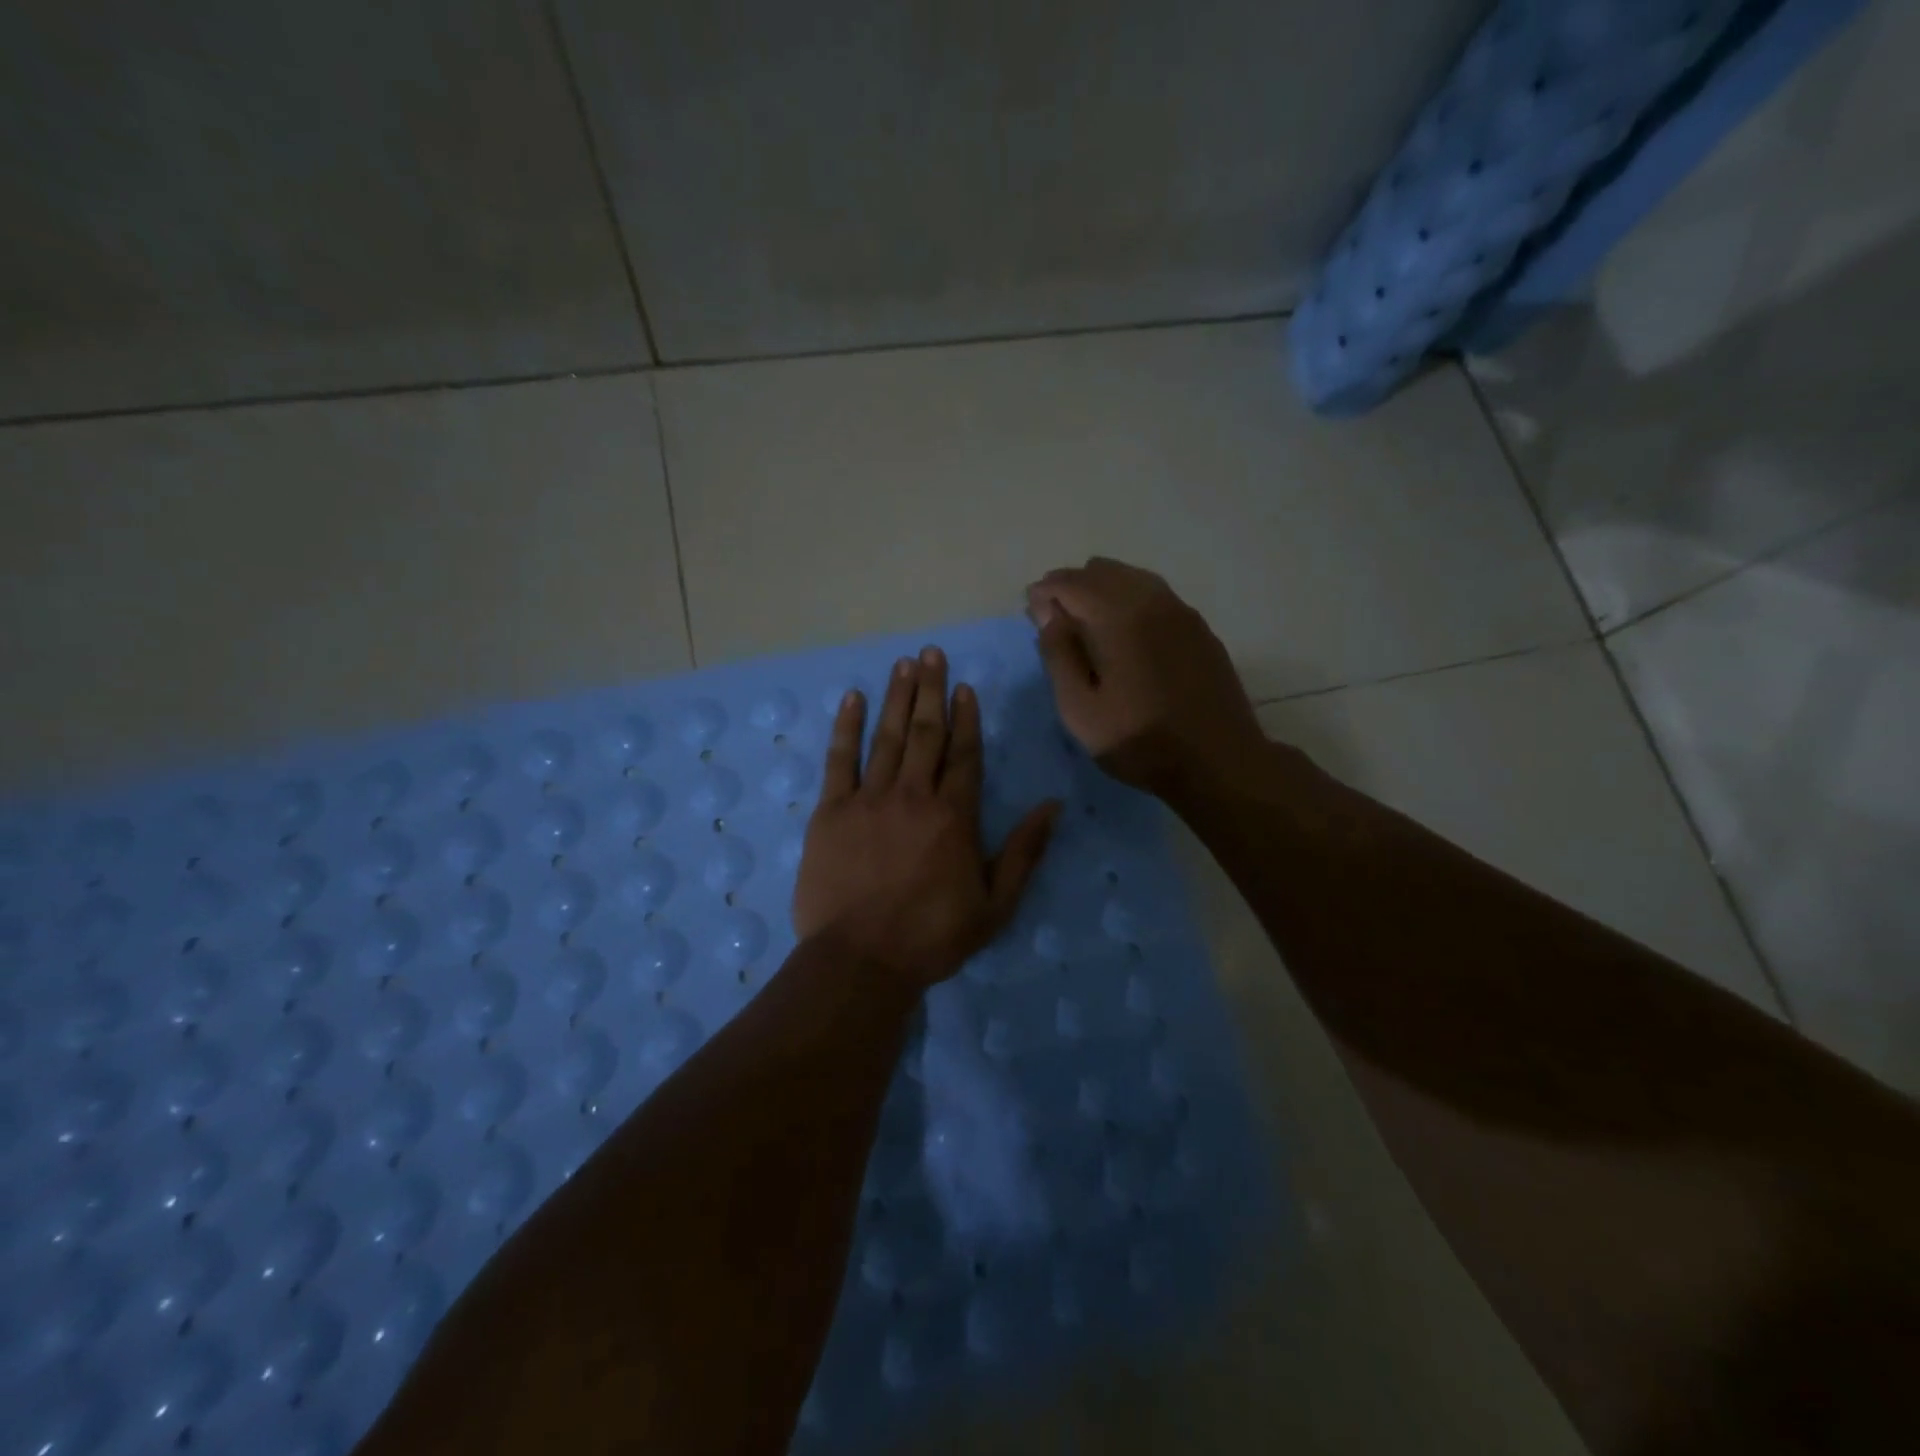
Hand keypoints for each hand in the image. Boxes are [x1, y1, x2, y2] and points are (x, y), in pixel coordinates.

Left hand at [793, 647, 1059, 986]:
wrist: (861, 960)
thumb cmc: (932, 937)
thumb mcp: (996, 904)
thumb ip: (1025, 851)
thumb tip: (1054, 806)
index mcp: (954, 816)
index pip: (964, 754)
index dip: (965, 717)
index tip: (964, 687)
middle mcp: (914, 795)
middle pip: (926, 733)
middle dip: (931, 690)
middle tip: (933, 653)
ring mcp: (869, 799)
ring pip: (888, 737)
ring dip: (897, 697)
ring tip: (904, 663)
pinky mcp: (831, 811)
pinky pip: (839, 759)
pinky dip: (846, 726)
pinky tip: (853, 698)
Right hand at [1027, 557, 1268, 795]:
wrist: (1219, 762)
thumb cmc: (1140, 741)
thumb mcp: (1081, 709)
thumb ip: (1059, 656)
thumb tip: (1049, 615)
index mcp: (1118, 616)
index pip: (1071, 584)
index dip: (1045, 592)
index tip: (1030, 608)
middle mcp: (1151, 600)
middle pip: (1102, 572)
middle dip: (1071, 585)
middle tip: (1053, 612)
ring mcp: (1181, 611)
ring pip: (1132, 577)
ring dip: (1101, 588)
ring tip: (1084, 616)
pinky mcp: (1199, 628)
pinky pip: (1156, 594)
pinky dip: (1130, 597)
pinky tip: (1124, 626)